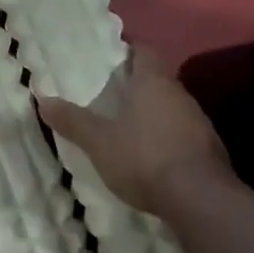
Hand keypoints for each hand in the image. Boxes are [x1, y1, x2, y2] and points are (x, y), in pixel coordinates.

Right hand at [37, 47, 235, 215]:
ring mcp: (199, 121)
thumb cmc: (144, 158)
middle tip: (113, 94)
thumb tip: (42, 100)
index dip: (129, 51)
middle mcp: (179, 94)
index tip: (112, 58)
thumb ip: (72, 121)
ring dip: (154, 112)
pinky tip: (154, 155)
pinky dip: (168, 137)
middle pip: (158, 79)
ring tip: (130, 125)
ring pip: (172, 106)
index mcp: (153, 82)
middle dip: (138, 85)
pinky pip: (184, 132)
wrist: (201, 200)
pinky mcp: (210, 149)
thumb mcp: (99, 142)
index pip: (144, 52)